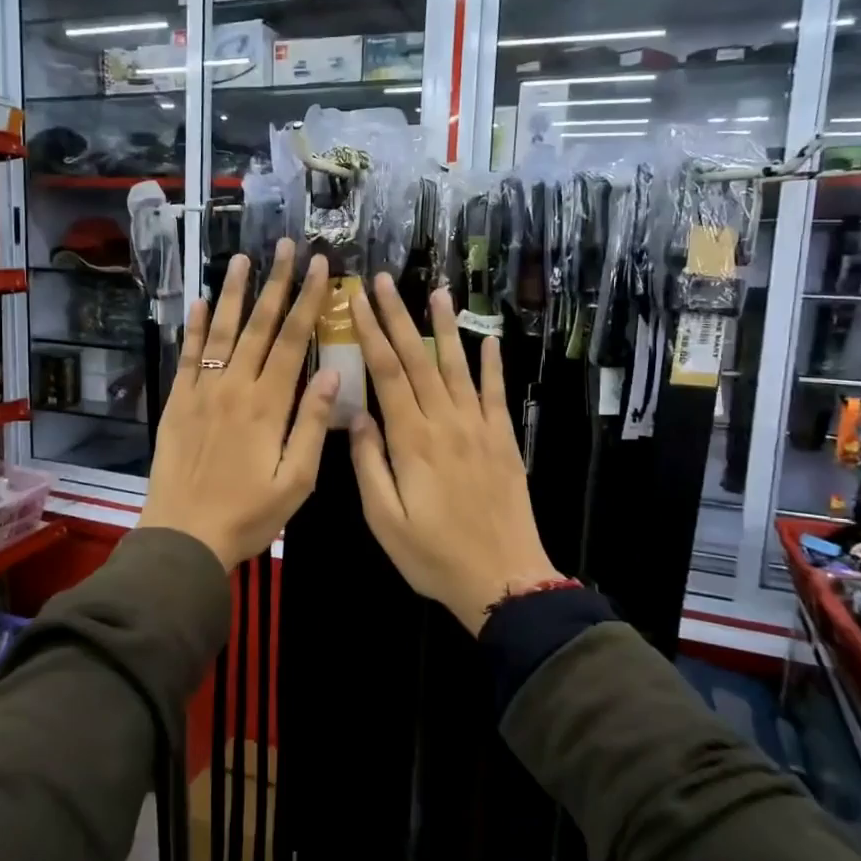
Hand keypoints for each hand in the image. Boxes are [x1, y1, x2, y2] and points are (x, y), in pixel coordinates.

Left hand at [139, 240, 338, 570]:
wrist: (183, 536)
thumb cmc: (248, 514)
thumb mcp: (296, 480)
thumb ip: (313, 424)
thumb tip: (331, 372)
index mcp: (269, 404)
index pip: (294, 340)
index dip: (309, 300)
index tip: (320, 267)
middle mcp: (235, 386)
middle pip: (260, 325)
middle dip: (277, 283)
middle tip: (286, 246)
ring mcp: (202, 391)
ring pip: (221, 331)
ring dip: (236, 293)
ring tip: (244, 259)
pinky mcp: (177, 402)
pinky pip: (188, 355)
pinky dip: (194, 326)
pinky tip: (200, 302)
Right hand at [346, 274, 562, 633]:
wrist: (504, 579)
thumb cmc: (433, 555)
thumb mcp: (384, 520)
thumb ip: (368, 464)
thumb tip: (356, 414)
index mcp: (412, 441)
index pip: (387, 373)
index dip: (371, 333)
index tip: (356, 301)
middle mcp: (446, 423)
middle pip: (418, 358)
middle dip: (398, 316)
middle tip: (383, 281)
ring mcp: (479, 428)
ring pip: (458, 366)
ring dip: (445, 326)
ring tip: (436, 290)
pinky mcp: (503, 440)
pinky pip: (496, 393)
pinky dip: (492, 364)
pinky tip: (489, 339)